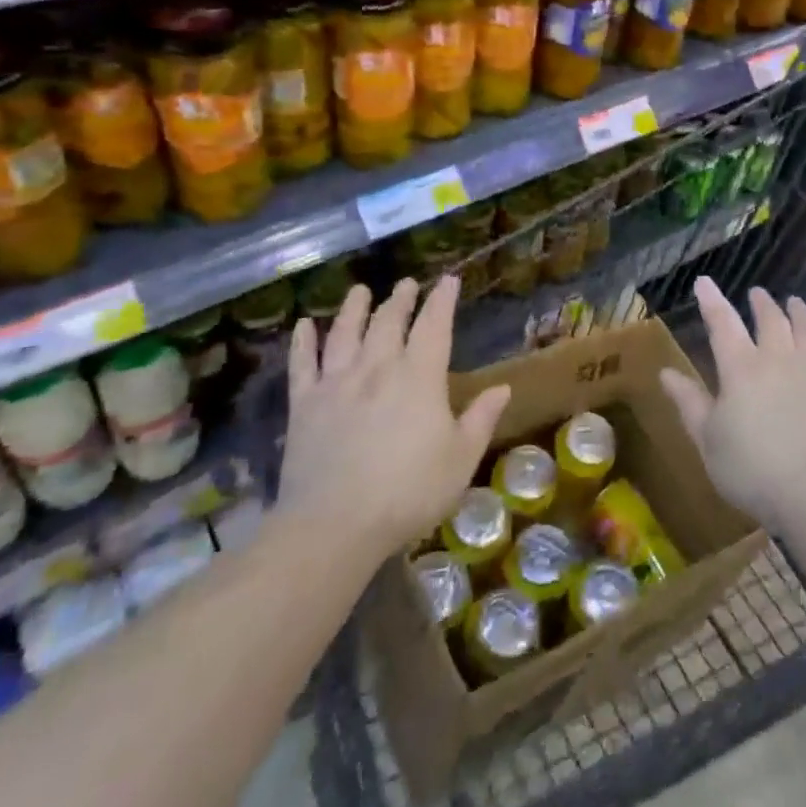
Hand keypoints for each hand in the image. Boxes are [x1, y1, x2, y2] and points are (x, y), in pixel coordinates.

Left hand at [275, 276, 508, 570]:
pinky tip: (305, 325)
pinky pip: (302, 364)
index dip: (442, 300)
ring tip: (360, 290)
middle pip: (389, 321)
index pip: (434, 325)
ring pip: (346, 332)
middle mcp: (378, 368)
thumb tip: (503, 388)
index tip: (448, 280)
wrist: (333, 526)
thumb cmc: (408, 493)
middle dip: (400, 299)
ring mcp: (337, 383)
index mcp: (420, 377)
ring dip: (354, 308)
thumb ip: (481, 419)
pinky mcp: (304, 405)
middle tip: (406, 283)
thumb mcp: (460, 460)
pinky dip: (303, 342)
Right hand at [658, 277, 805, 533]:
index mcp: (741, 368)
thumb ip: (689, 403)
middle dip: (761, 303)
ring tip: (794, 302)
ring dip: (799, 312)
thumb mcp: (709, 441)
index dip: (712, 301)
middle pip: (770, 320)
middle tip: (757, 293)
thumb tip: (665, 373)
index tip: (704, 281)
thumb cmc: (753, 470)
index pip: (722, 323)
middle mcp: (778, 358)